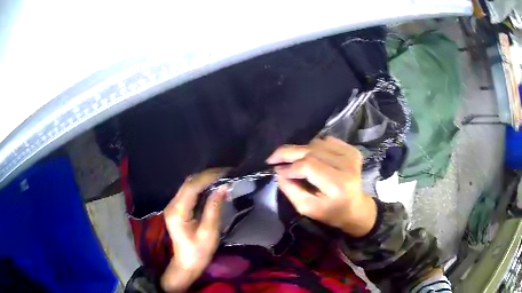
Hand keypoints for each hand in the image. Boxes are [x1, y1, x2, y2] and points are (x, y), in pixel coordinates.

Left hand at [161, 168, 228, 291]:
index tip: (226, 172)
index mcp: (178, 212)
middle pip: (188, 183)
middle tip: (226, 173)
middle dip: (207, 176)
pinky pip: (188, 192)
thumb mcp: (209, 232)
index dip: (208, 177)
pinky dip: (201, 187)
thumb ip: (214, 208)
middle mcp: (172, 205)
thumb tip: (223, 186)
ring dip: (204, 180)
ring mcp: (172, 206)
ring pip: (187, 185)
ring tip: (222, 177)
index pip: (192, 187)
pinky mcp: (176, 208)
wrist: (187, 264)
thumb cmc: (199, 252)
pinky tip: (212, 187)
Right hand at [267, 136, 376, 237]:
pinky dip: (314, 147)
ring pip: (316, 143)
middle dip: (288, 153)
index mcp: (338, 185)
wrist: (357, 207)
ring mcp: (351, 155)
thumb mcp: (308, 208)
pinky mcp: (352, 150)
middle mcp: (347, 166)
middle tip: (272, 158)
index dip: (289, 167)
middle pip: (311, 151)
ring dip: (301, 151)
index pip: (309, 166)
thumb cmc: (332, 212)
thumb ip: (291, 190)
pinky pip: (326, 141)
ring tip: (294, 162)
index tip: (275, 170)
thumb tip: (278, 171)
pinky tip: (311, 157)